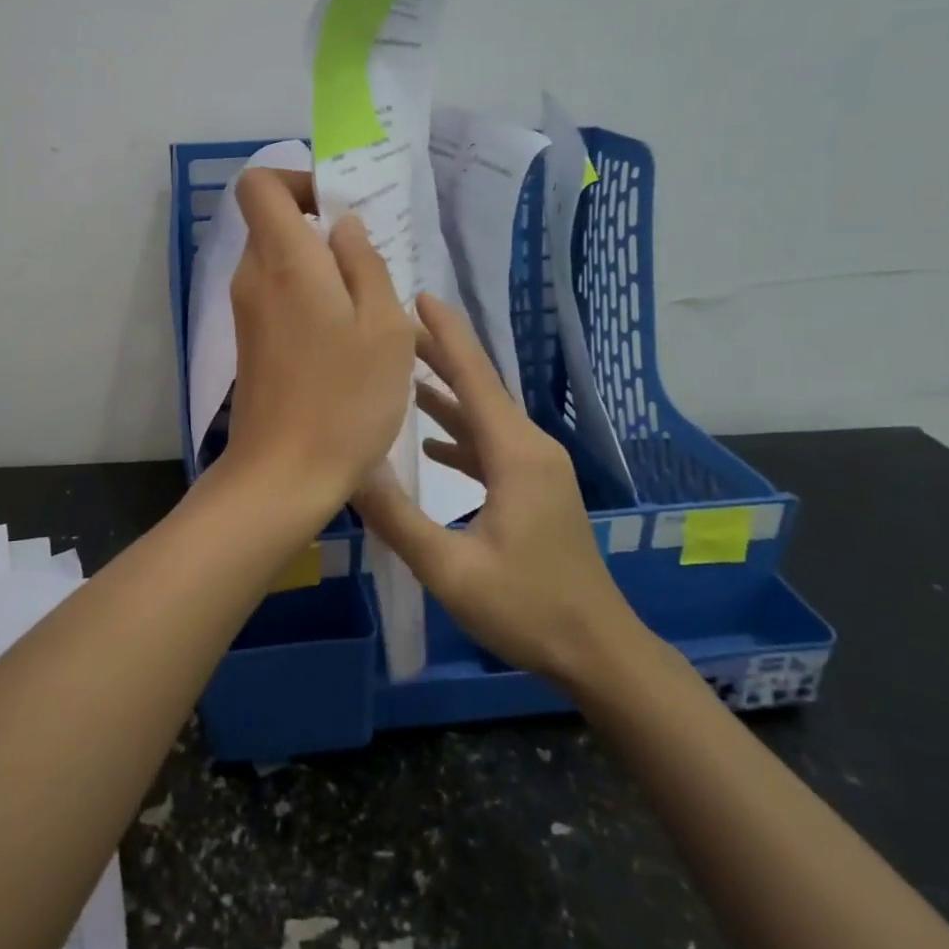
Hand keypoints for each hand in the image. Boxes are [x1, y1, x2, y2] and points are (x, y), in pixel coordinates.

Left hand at [220, 168, 415, 518]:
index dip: (297, 181)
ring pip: (280, 262)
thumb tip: (343, 227)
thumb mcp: (383, 326)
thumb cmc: (345, 398)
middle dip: (321, 228)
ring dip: (322, 269)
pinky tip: (347, 337)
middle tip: (373, 263)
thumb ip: (365, 263)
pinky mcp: (251, 342)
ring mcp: (247, 313)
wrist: (283, 475)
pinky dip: (310, 298)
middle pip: (273, 223)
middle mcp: (253, 277)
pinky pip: (279, 296)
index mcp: (283, 260)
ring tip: (370, 307)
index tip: (339, 209)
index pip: (259, 185)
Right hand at [352, 293, 649, 691]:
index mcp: (516, 454)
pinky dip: (459, 433)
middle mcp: (530, 448)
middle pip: (479, 388)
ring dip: (446, 394)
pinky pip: (490, 445)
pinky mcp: (534, 490)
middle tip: (395, 328)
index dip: (446, 336)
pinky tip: (430, 440)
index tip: (419, 296)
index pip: (475, 378)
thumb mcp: (450, 569)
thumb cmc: (528, 608)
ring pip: (484, 416)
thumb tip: (349, 467)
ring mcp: (536, 470)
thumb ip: (397, 517)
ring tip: (403, 373)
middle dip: (439, 355)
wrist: (599, 652)